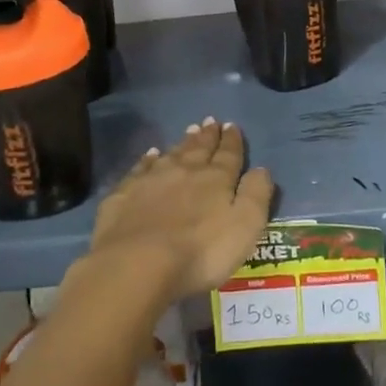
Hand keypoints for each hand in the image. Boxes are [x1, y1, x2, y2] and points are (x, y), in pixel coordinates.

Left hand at [85, 119, 273, 303]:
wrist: (138, 264)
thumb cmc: (200, 251)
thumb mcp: (245, 227)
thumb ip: (256, 195)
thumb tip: (261, 169)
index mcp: (216, 179)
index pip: (228, 155)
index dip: (232, 141)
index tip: (232, 126)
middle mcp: (184, 171)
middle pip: (199, 149)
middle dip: (208, 136)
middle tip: (210, 121)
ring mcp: (151, 180)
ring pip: (171, 154)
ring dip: (182, 143)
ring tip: (190, 131)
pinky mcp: (124, 194)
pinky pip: (140, 169)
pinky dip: (147, 159)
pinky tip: (151, 154)